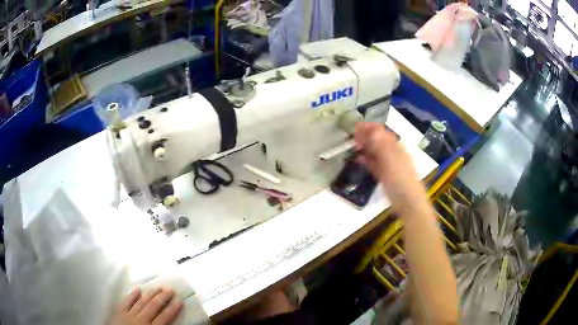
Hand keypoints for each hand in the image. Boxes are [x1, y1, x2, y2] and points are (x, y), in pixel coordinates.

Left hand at [110, 287, 182, 324]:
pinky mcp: (119, 312)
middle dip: (162, 297)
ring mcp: (129, 315)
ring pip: (141, 302)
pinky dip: (132, 295)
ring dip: (150, 294)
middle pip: (153, 307)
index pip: (164, 318)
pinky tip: (137, 289)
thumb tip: (170, 324)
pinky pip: (126, 302)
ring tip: (157, 286)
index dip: (172, 309)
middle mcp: (141, 320)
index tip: (179, 301)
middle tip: (170, 289)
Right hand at [354, 122, 426, 210]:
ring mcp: (388, 164)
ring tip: (352, 146)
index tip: (355, 126)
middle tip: (351, 136)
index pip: (382, 132)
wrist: (408, 202)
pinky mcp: (384, 175)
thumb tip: (372, 129)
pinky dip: (366, 160)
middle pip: (377, 141)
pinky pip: (374, 164)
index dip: (369, 127)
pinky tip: (357, 159)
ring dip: (364, 148)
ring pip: (375, 152)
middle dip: (365, 136)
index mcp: (396, 147)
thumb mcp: (391, 160)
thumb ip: (381, 145)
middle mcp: (392, 153)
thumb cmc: (401, 179)